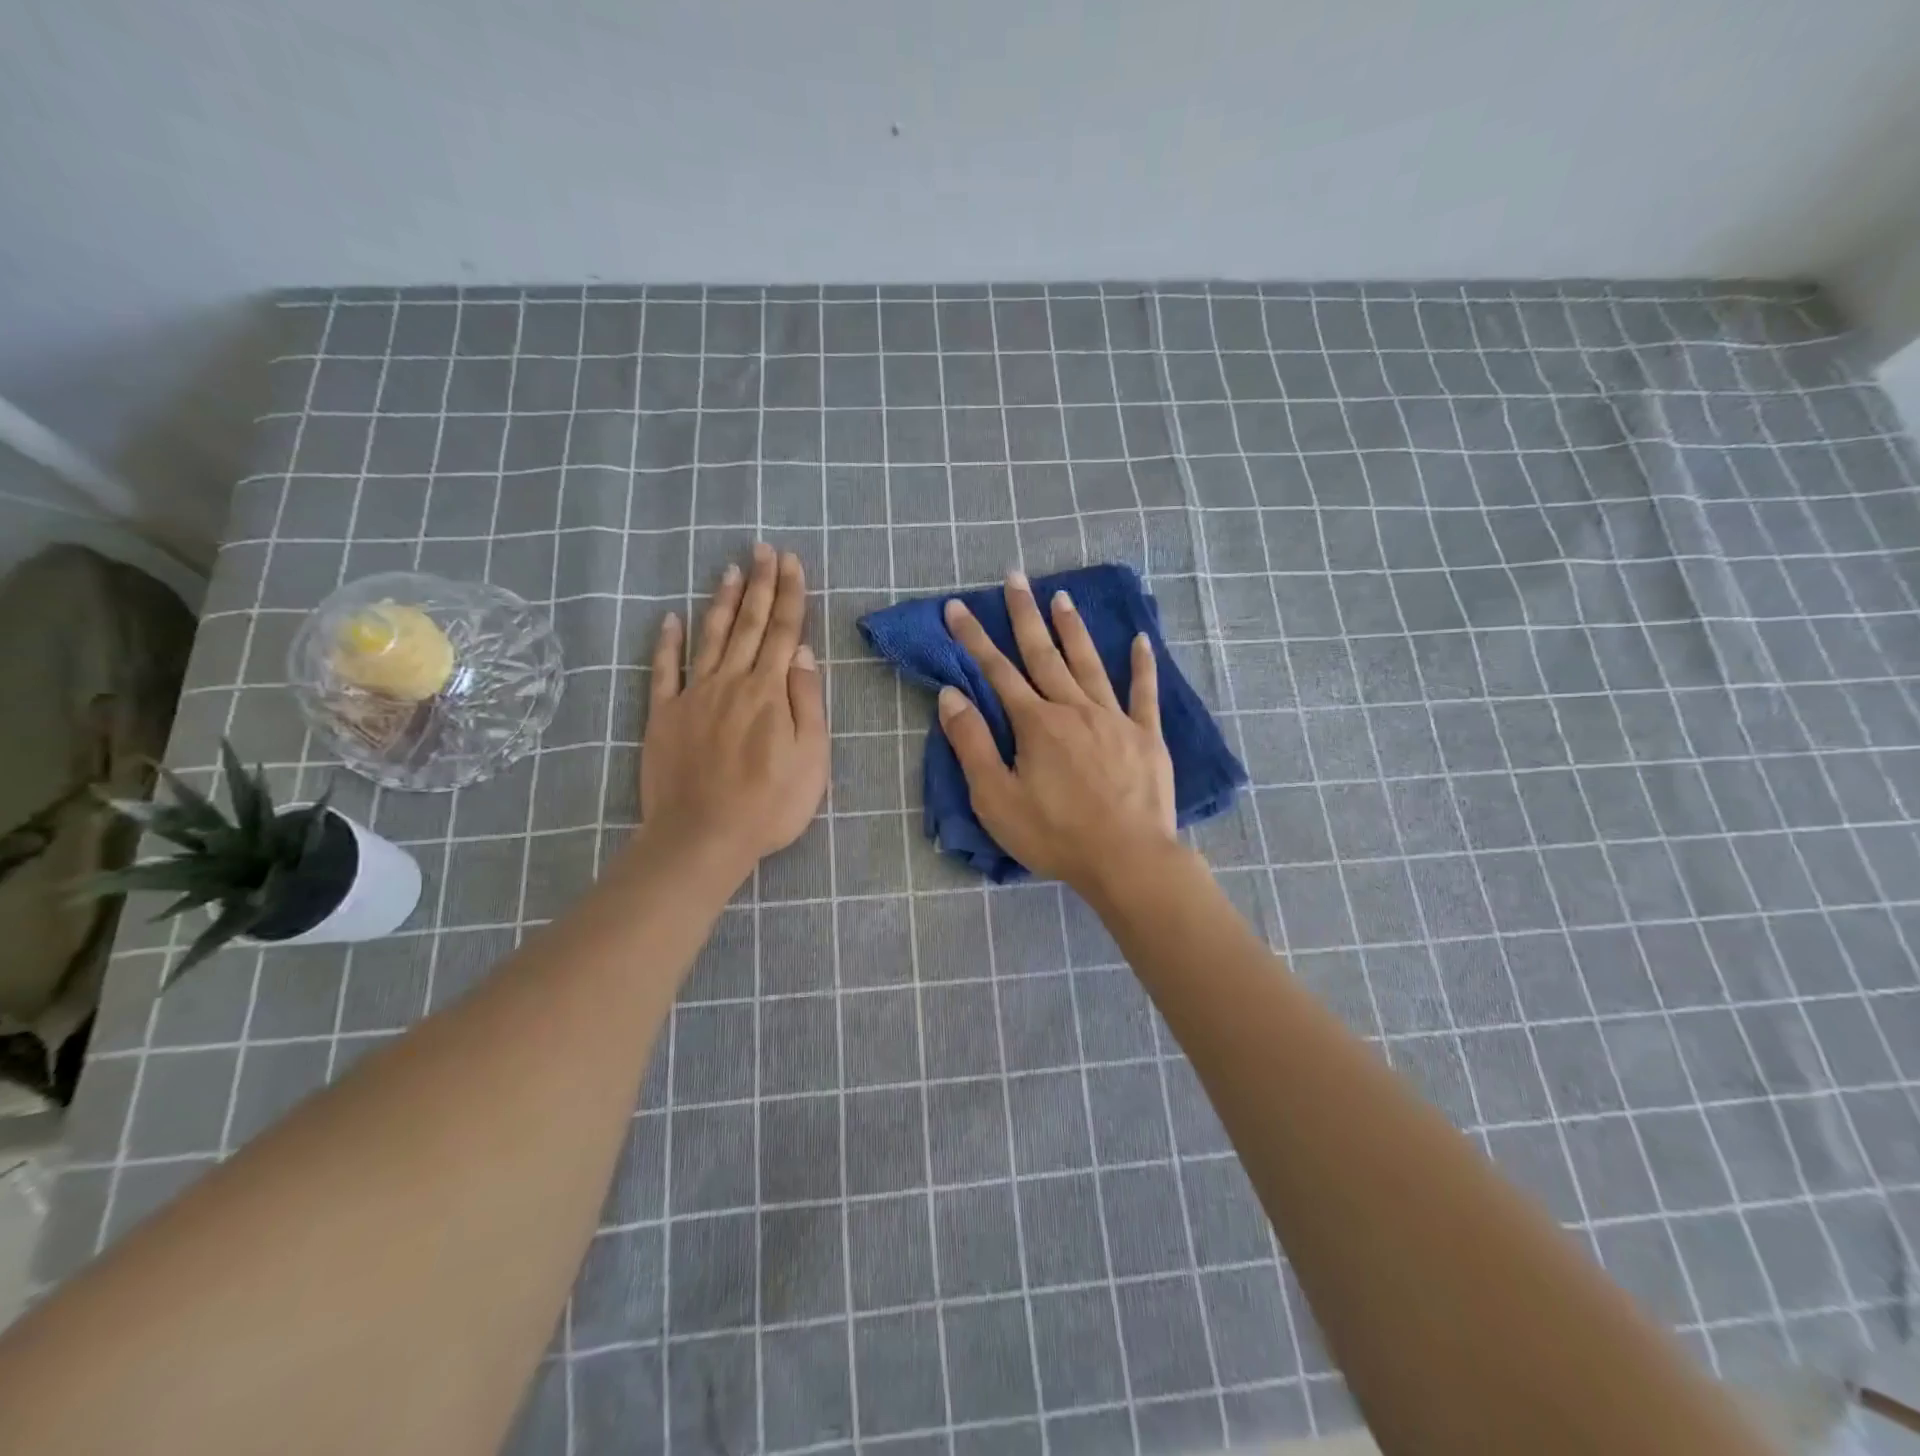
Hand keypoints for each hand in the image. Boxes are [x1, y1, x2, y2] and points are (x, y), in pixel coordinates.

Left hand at [640, 543, 827, 880]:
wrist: (703, 837)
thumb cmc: (770, 803)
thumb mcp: (812, 757)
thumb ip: (808, 701)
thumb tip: (803, 653)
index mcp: (770, 691)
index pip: (784, 631)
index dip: (790, 595)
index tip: (791, 562)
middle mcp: (732, 681)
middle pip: (749, 624)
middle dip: (759, 584)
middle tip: (763, 549)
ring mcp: (694, 695)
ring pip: (710, 637)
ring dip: (722, 602)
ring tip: (730, 570)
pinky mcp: (664, 715)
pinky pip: (664, 670)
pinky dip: (667, 642)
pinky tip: (670, 618)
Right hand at [938, 572, 1179, 895]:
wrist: (1127, 859)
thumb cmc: (1055, 834)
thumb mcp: (996, 797)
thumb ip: (972, 744)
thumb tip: (950, 695)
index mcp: (1036, 723)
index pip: (997, 671)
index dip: (973, 638)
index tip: (957, 606)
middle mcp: (1074, 708)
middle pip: (1044, 654)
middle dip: (1025, 615)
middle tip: (1015, 578)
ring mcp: (1115, 719)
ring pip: (1089, 664)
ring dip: (1073, 629)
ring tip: (1062, 597)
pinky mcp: (1147, 736)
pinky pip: (1144, 693)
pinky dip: (1142, 665)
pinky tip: (1140, 640)